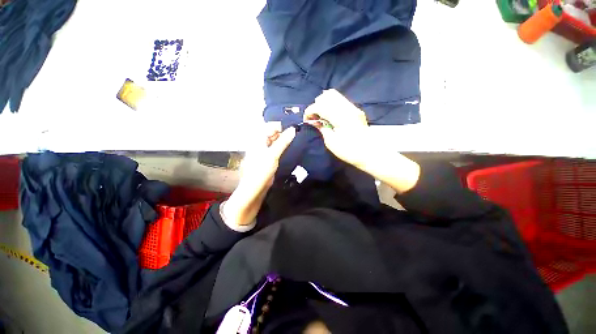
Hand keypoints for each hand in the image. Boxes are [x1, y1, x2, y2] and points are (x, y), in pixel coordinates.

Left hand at [222, 124, 295, 226]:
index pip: (270, 126)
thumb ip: (283, 141)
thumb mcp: (273, 155)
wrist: (255, 189)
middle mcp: (260, 143)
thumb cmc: (261, 170)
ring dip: (284, 140)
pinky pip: (276, 149)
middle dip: (284, 132)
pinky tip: (290, 149)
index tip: (294, 130)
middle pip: (272, 133)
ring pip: (275, 141)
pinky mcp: (268, 158)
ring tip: (295, 141)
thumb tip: (293, 129)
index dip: (281, 126)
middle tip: (296, 135)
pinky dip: (282, 147)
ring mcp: (264, 151)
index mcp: (258, 139)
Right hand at [305, 90, 419, 193]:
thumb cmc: (348, 151)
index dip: (310, 111)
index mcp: (341, 117)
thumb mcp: (331, 142)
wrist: (368, 153)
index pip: (321, 105)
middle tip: (314, 117)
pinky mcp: (355, 110)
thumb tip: (315, 122)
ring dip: (324, 103)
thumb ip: (322, 128)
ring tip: (321, 115)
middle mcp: (347, 108)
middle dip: (316, 104)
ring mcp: (353, 107)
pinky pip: (340, 100)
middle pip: (327, 95)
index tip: (306, 119)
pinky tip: (329, 115)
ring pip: (334, 95)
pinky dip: (331, 104)